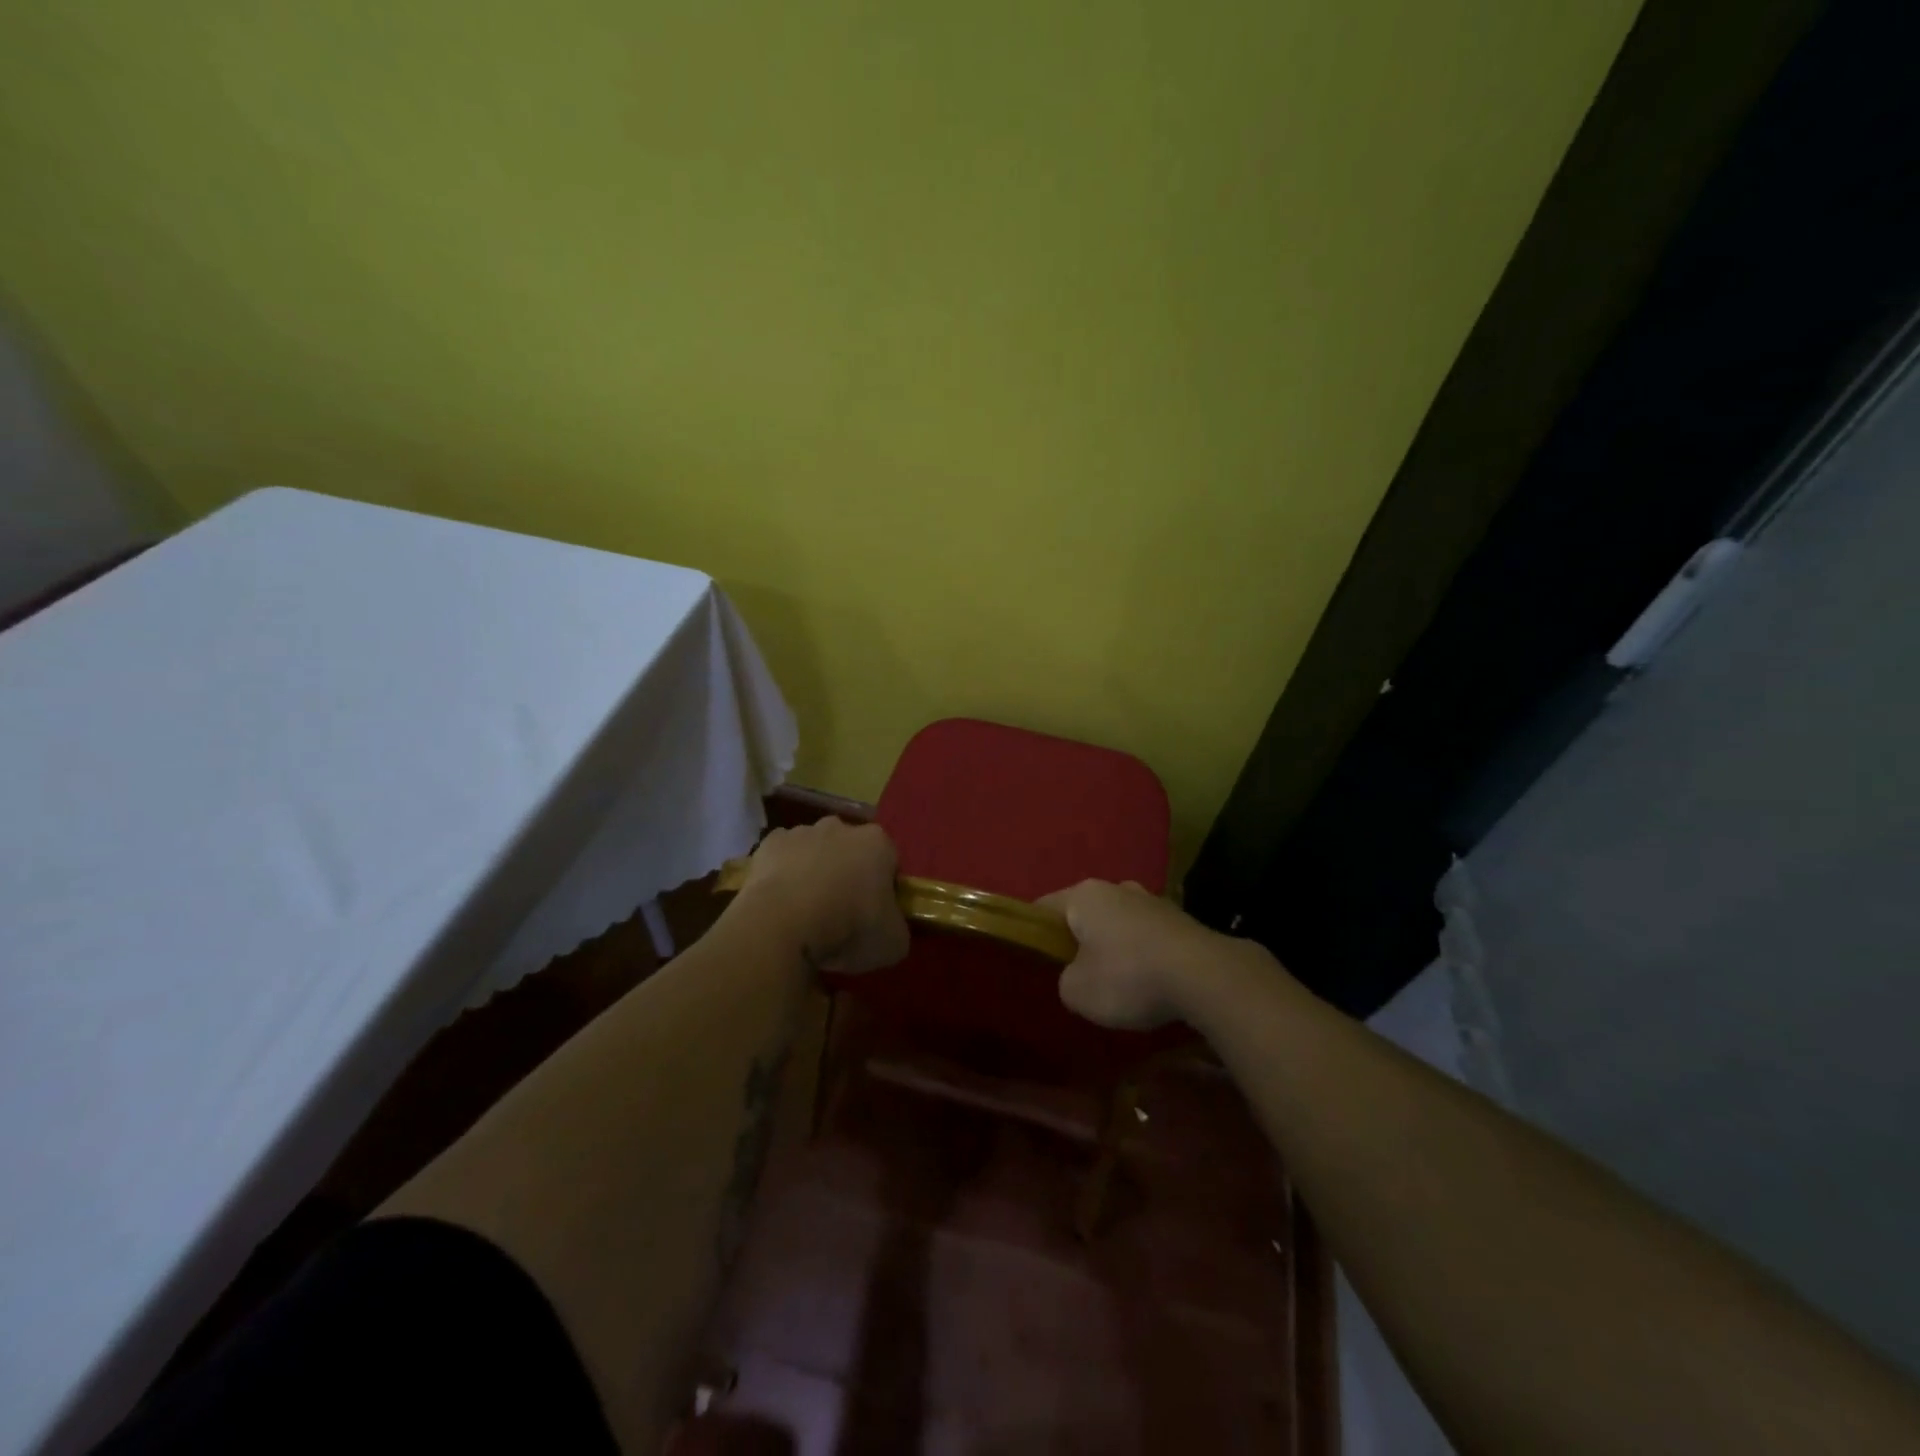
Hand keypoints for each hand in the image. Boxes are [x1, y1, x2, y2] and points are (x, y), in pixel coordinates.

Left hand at [734, 818, 908, 974]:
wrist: (782, 925)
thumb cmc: (848, 928)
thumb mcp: (893, 943)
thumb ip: (897, 928)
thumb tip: (889, 927)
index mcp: (878, 843)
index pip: (889, 861)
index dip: (884, 888)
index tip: (876, 915)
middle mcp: (841, 827)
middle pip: (850, 850)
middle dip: (848, 873)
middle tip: (842, 913)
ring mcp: (802, 832)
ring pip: (814, 851)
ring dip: (814, 873)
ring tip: (806, 912)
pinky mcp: (768, 844)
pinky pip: (782, 858)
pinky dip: (783, 875)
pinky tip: (780, 904)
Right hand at [1038, 879, 1239, 1030]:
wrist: (1206, 977)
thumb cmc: (1129, 977)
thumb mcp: (1077, 992)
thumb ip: (1065, 980)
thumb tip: (1076, 975)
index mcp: (1084, 895)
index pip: (1044, 907)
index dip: (1035, 933)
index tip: (1035, 961)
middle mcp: (1117, 888)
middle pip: (1085, 914)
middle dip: (1079, 940)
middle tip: (1075, 975)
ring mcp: (1153, 901)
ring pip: (1120, 924)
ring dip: (1115, 948)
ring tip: (1117, 984)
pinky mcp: (1182, 920)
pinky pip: (1149, 937)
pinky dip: (1144, 956)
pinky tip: (1150, 983)